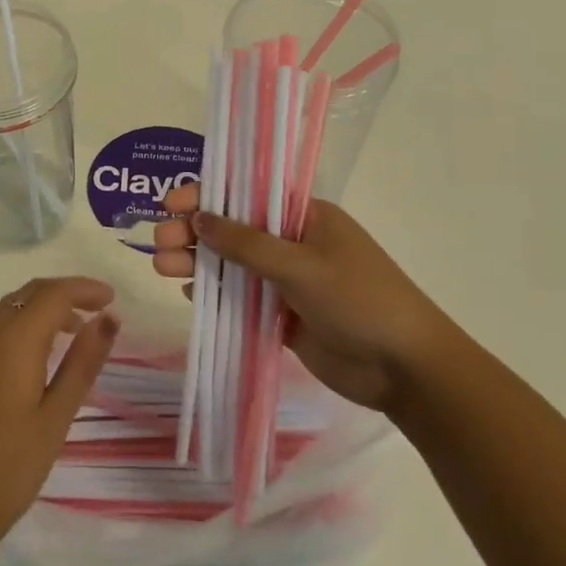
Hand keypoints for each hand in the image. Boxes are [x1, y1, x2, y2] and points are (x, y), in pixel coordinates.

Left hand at [0, 276, 118, 561]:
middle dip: (65, 294)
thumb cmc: (11, 465)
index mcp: (13, 338)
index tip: (112, 298)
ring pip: (9, 306)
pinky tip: (33, 350)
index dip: (85, 289)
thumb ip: (83, 361)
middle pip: (29, 293)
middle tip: (98, 310)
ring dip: (41, 307)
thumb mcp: (57, 415)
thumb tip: (109, 318)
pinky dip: (18, 321)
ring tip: (72, 330)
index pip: (53, 294)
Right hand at [152, 184, 453, 411]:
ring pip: (233, 265)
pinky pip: (242, 299)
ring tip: (163, 268)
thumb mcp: (301, 265)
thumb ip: (246, 243)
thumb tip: (198, 219)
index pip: (248, 195)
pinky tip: (190, 295)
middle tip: (159, 243)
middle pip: (233, 230)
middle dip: (195, 233)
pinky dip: (216, 295)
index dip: (207, 195)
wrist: (407, 369)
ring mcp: (288, 281)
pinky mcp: (283, 316)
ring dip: (199, 264)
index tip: (171, 205)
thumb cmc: (360, 300)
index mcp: (306, 217)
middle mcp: (293, 243)